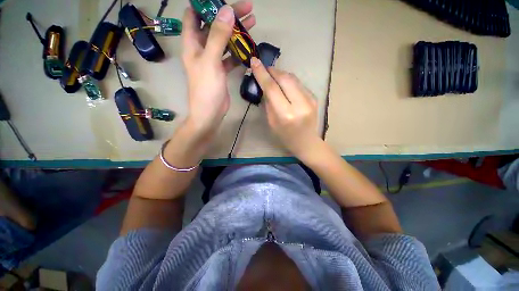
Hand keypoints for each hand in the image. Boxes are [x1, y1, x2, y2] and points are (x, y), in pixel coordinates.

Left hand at [181, 1, 255, 138]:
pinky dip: (238, 52)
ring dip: (236, 33)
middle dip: (228, 16)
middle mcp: (201, 49)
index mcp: (192, 44)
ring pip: (224, 41)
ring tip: (252, 23)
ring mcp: (212, 60)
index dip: (204, 5)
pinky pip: (230, 57)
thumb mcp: (210, 61)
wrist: (210, 112)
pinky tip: (249, 49)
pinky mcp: (221, 71)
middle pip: (213, 26)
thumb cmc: (206, 88)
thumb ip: (218, 36)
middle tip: (247, 9)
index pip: (194, 15)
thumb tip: (227, 11)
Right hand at [250, 57, 320, 161]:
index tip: (254, 62)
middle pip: (285, 79)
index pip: (272, 88)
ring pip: (293, 78)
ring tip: (273, 76)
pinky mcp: (314, 97)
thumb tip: (265, 85)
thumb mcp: (272, 122)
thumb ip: (269, 103)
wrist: (306, 142)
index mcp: (286, 114)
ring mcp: (310, 100)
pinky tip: (284, 85)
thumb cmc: (285, 136)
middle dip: (272, 71)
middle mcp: (299, 105)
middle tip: (264, 69)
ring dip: (281, 74)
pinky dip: (289, 81)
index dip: (262, 74)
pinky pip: (298, 84)